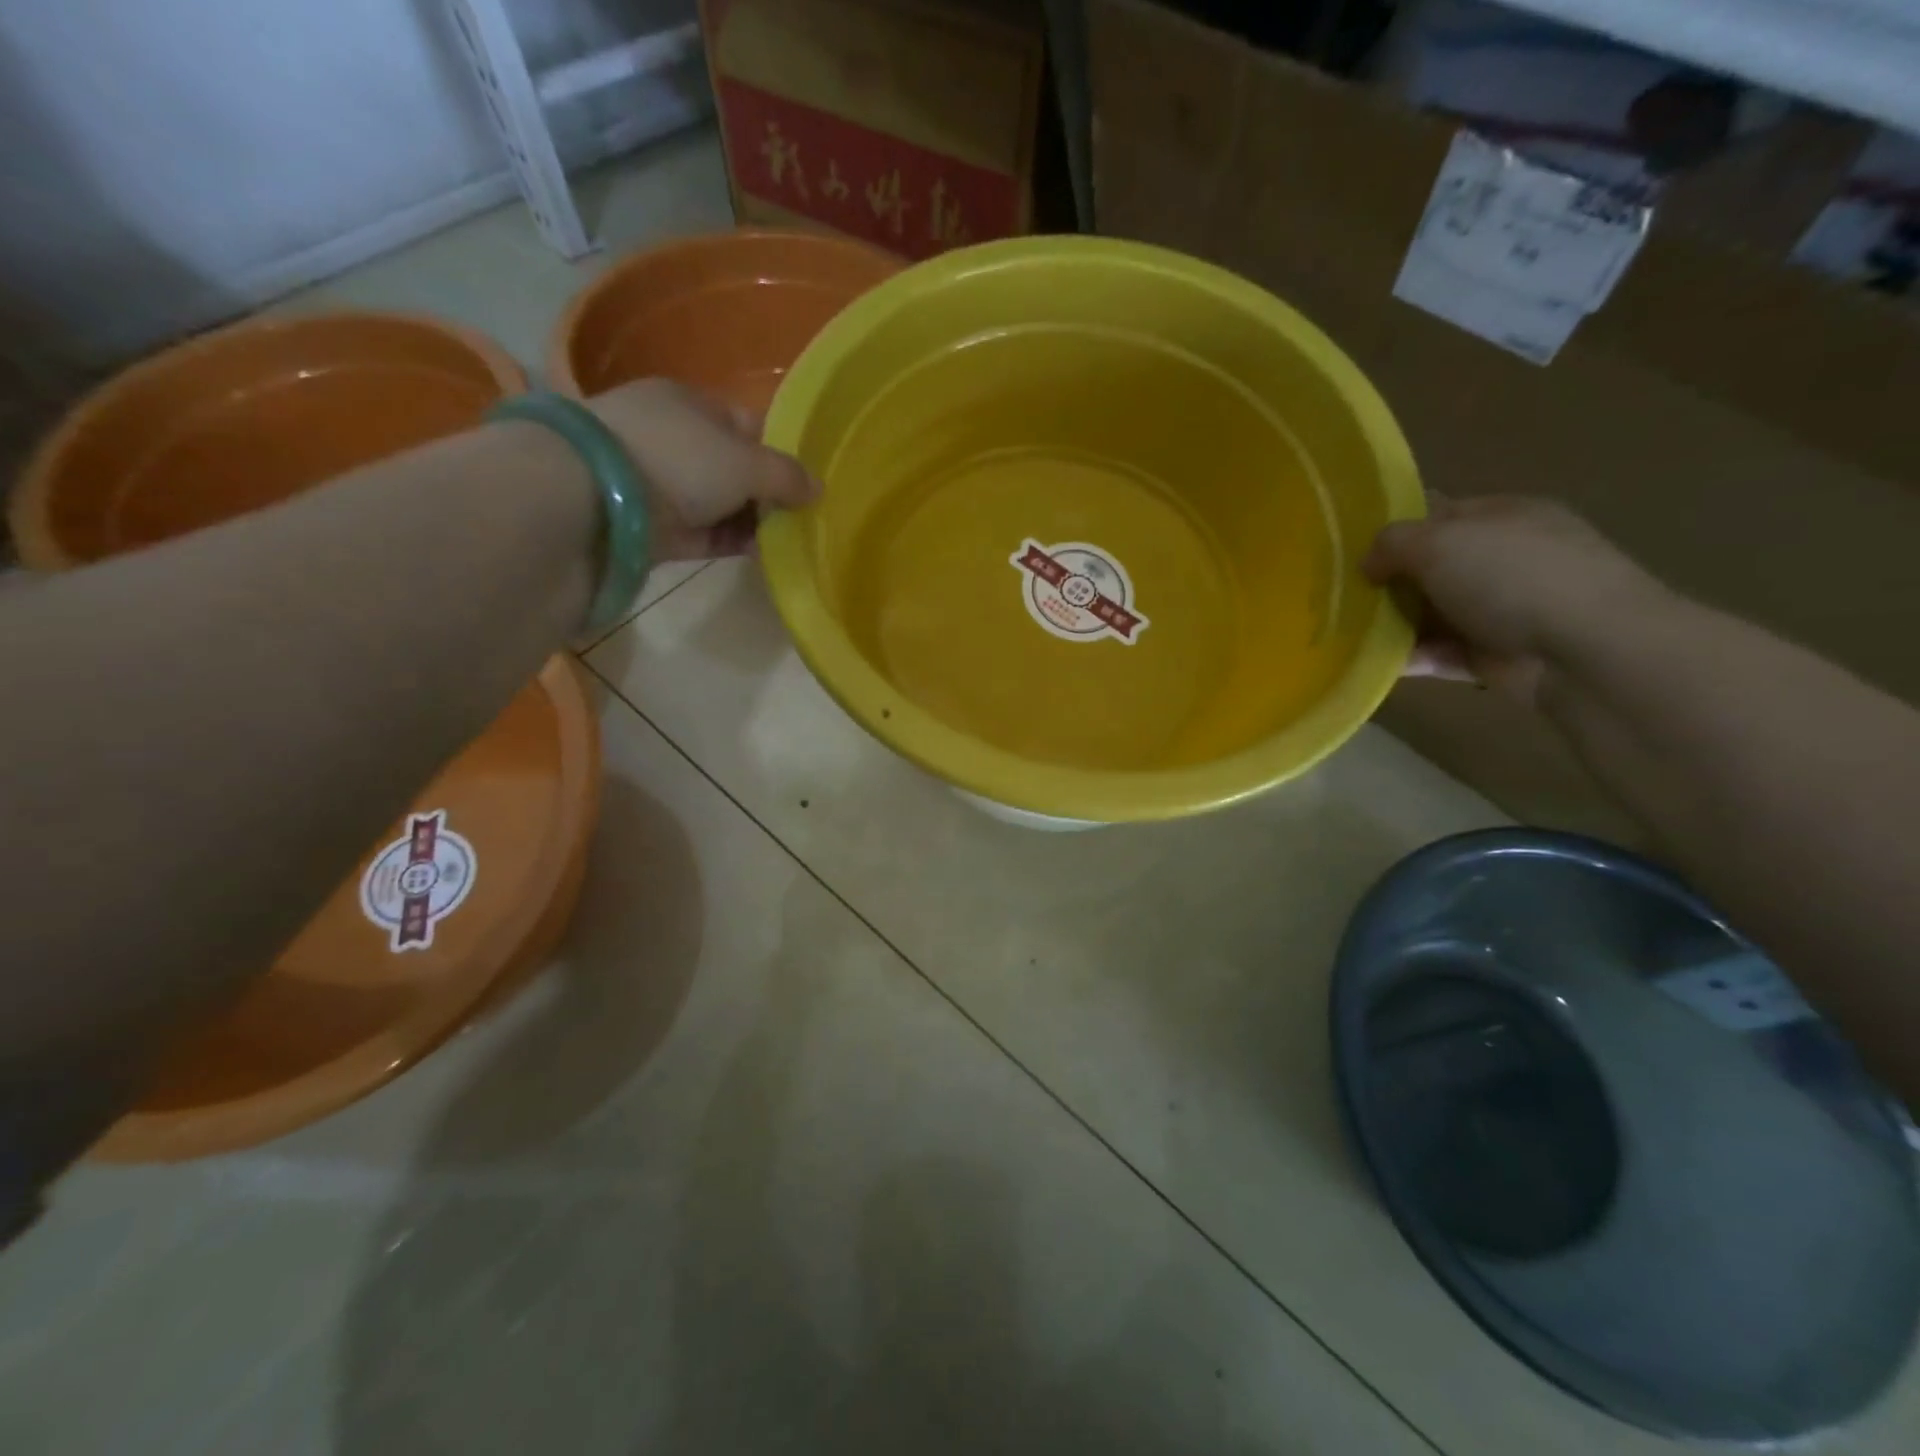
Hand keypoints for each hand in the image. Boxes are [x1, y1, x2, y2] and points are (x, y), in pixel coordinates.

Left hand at [586, 379, 818, 560]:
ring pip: (717, 502)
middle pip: (733, 467)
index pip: (746, 424)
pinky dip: (728, 541)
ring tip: (784, 541)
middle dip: (766, 493)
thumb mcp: (745, 462)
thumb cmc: (678, 459)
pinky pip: (700, 533)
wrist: (593, 499)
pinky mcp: (649, 526)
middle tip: (799, 518)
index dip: (779, 452)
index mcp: (690, 403)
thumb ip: (786, 476)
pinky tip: (757, 553)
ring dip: (749, 521)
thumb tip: (818, 488)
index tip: (805, 484)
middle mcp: (672, 438)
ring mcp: (656, 483)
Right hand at [1363, 495, 1664, 706]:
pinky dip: (1408, 659)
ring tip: (1345, 634)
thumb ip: (1392, 543)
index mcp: (1500, 516)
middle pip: (1427, 567)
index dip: (1391, 527)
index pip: (1435, 512)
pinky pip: (1438, 654)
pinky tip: (1372, 665)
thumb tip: (1368, 564)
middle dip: (1384, 581)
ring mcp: (1499, 609)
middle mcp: (1501, 559)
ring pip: (1428, 613)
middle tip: (1336, 595)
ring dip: (1390, 625)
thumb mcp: (1439, 541)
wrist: (1584, 650)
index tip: (1345, 548)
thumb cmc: (1512, 576)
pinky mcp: (1492, 655)